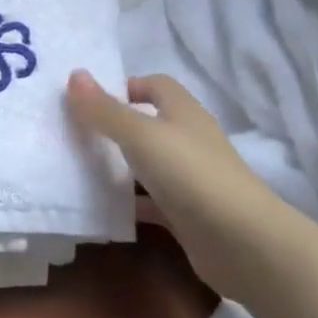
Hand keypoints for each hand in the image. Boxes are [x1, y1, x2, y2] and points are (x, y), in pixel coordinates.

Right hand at [66, 70, 295, 299]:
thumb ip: (105, 109)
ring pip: (147, 164)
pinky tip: (101, 208)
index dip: (126, 86)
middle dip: (114, 126)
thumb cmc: (190, 174)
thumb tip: (75, 75)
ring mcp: (190, 179)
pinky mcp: (187, 214)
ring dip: (119, 166)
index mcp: (183, 113)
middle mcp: (188, 141)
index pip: (155, 85)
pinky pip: (150, 202)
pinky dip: (129, 204)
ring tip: (78, 168)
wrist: (242, 243)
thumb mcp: (139, 135)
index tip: (90, 100)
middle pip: (149, 124)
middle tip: (75, 133)